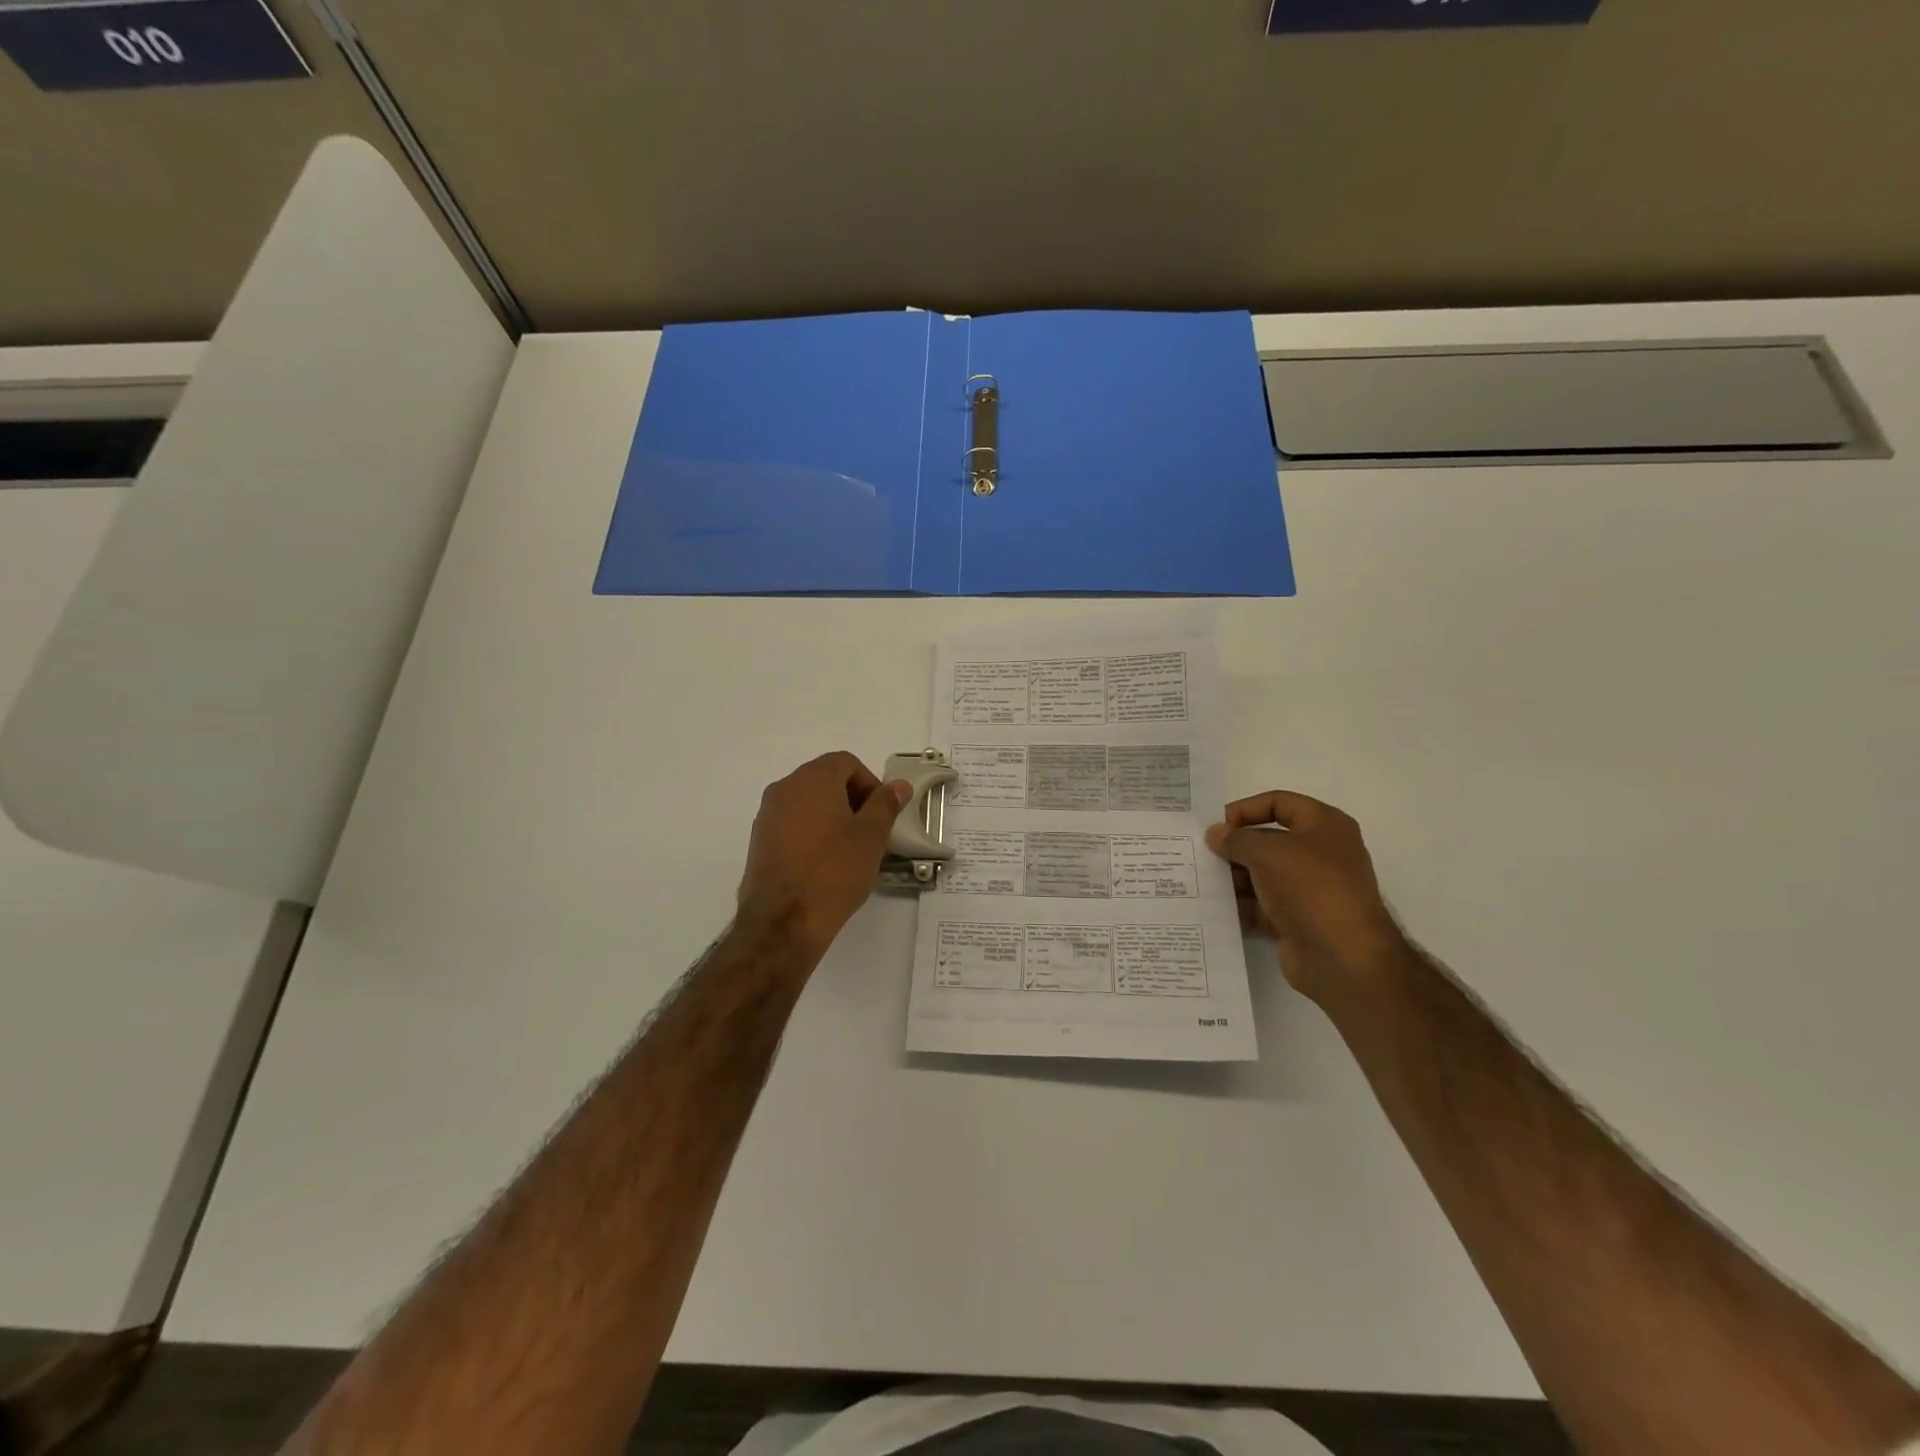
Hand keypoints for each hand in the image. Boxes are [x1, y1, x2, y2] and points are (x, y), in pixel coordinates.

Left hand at [738, 752, 909, 962]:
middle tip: (870, 832)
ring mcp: (767, 815)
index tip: (881, 814)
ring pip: (808, 803)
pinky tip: (824, 865)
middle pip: (825, 780)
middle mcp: (784, 788)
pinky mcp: (758, 841)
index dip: (870, 783)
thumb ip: (886, 804)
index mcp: (813, 778)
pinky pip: (792, 825)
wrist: (783, 919)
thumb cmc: (834, 870)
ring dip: (832, 817)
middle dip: (852, 800)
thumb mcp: (872, 836)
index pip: (846, 763)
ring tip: (849, 852)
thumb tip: (897, 786)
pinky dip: (811, 834)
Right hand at [1205, 791, 1404, 1001]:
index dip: (1246, 809)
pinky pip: (1262, 904)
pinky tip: (1214, 906)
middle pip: (1268, 839)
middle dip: (1235, 846)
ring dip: (1234, 876)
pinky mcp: (1297, 919)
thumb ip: (1236, 839)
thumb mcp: (1268, 852)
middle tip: (1202, 854)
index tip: (1217, 826)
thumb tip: (1215, 834)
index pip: (1279, 802)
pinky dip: (1241, 905)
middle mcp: (1320, 853)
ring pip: (1262, 874)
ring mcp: (1309, 889)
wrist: (1343, 958)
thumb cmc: (1311, 889)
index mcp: (1324, 826)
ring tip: (1202, 880)